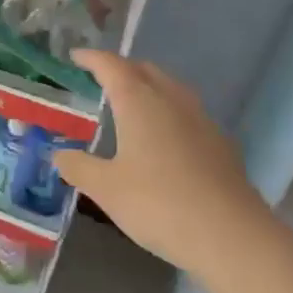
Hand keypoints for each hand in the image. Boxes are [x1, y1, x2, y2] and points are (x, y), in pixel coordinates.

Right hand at [52, 50, 270, 268]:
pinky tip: (164, 139)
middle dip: (121, 69)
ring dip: (148, 87)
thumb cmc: (159, 204)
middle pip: (143, 69)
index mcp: (138, 101)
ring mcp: (200, 119)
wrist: (232, 237)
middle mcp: (170, 99)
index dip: (91, 58)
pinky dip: (168, 112)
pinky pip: (187, 112)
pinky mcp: (220, 143)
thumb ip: (78, 166)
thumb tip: (59, 153)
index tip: (75, 56)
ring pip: (169, 88)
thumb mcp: (106, 189)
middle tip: (101, 80)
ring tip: (131, 106)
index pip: (110, 65)